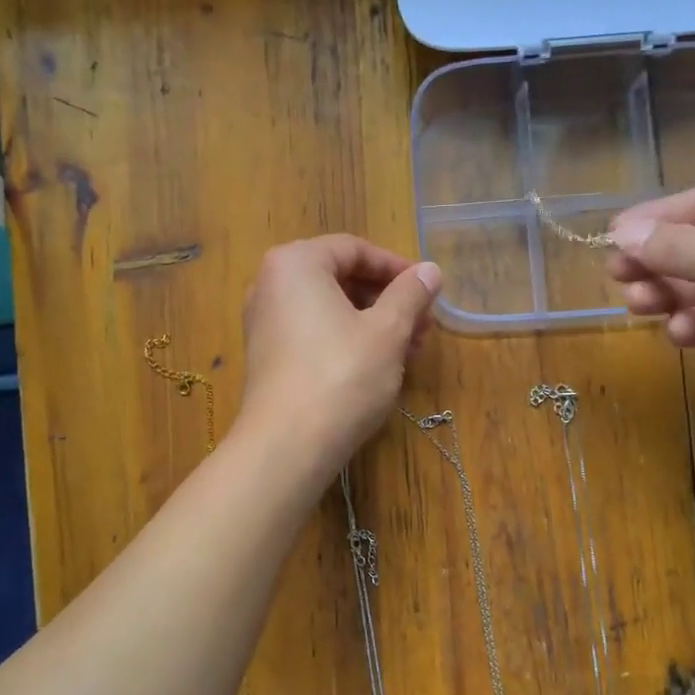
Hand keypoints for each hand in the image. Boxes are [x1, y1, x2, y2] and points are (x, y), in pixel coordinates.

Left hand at [236, 235, 441, 474]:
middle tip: (423, 326)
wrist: (288, 445)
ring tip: (408, 351)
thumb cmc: (342, 376)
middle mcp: (271, 285)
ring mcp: (264, 323)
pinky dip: (347, 340)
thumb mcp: (387, 332)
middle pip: (340, 278)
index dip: (396, 268)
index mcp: (296, 263)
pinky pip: (313, 333)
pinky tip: (377, 367)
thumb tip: (430, 270)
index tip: (428, 291)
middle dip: (387, 299)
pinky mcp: (267, 357)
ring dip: (372, 323)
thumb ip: (410, 295)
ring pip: (329, 309)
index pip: (354, 249)